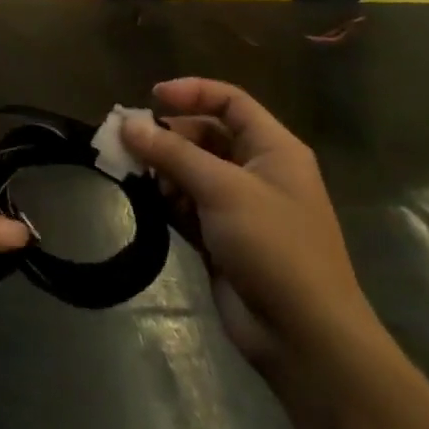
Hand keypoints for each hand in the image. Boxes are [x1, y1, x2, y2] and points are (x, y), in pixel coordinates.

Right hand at [121, 80, 374, 381]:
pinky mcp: (219, 236)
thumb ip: (172, 153)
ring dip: (160, 168)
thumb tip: (127, 124)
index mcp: (273, 149)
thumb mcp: (222, 189)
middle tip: (125, 141)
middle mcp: (257, 171)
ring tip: (129, 170)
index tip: (150, 98)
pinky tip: (143, 199)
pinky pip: (185, 203)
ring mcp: (238, 206)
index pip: (230, 102)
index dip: (191, 92)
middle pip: (204, 135)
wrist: (303, 336)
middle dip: (166, 135)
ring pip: (190, 170)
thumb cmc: (274, 247)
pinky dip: (164, 198)